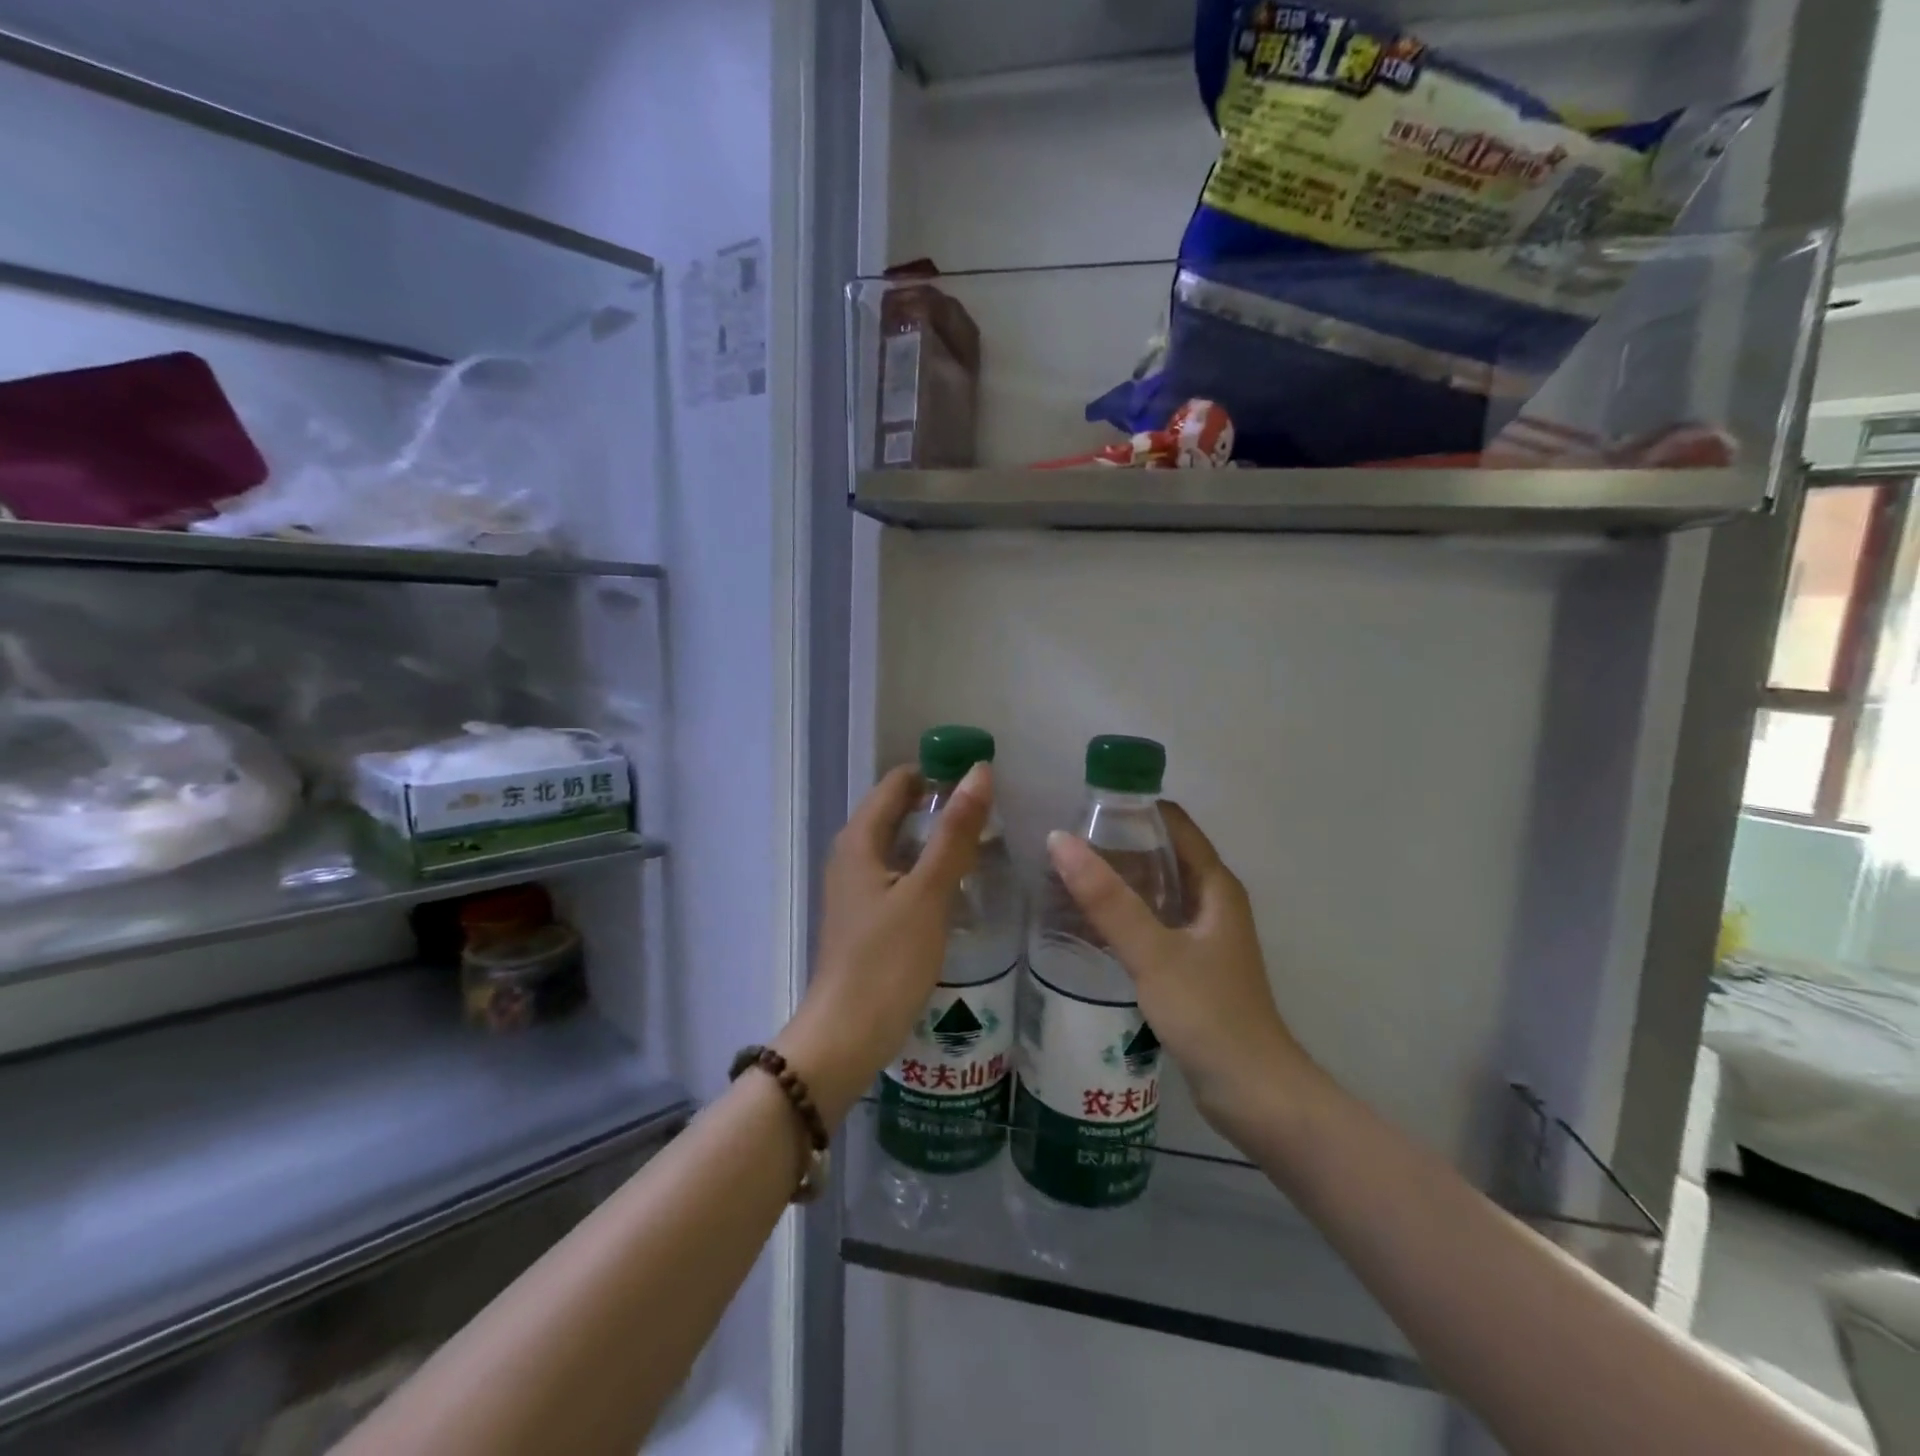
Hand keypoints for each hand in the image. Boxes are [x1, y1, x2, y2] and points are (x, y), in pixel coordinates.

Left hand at [776, 762, 991, 1122]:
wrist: (846, 1036)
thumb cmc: (887, 961)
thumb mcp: (928, 893)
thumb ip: (955, 833)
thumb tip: (979, 771)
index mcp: (859, 840)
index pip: (897, 782)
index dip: (937, 773)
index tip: (981, 781)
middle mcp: (851, 855)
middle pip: (898, 811)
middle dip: (941, 806)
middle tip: (991, 816)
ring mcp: (856, 888)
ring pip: (900, 845)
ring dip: (936, 840)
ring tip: (983, 846)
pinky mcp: (865, 917)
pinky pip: (899, 876)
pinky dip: (927, 870)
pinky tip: (957, 887)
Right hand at [1047, 803, 1314, 1140]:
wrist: (1254, 1094)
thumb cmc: (1209, 1015)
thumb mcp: (1153, 952)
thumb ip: (1106, 899)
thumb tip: (1059, 839)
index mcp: (1215, 887)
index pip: (1175, 824)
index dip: (1134, 809)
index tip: (1085, 806)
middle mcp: (1213, 903)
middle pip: (1163, 855)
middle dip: (1118, 845)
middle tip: (1064, 843)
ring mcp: (1204, 937)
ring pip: (1156, 892)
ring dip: (1119, 882)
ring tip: (1066, 877)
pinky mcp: (1192, 967)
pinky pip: (1153, 924)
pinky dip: (1124, 915)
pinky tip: (1088, 924)